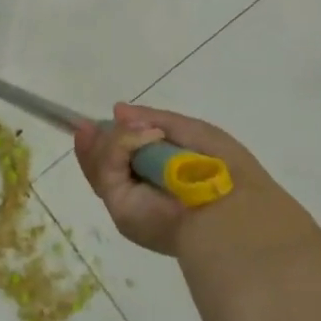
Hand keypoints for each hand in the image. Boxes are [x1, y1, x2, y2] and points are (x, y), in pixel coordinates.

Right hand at [73, 103, 313, 262]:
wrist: (230, 210)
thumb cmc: (220, 170)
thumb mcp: (194, 133)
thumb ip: (156, 119)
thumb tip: (117, 110)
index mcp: (161, 177)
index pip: (125, 155)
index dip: (113, 135)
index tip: (108, 117)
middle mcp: (141, 191)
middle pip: (103, 162)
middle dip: (96, 140)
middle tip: (90, 125)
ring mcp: (129, 201)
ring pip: (99, 165)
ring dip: (110, 141)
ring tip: (135, 130)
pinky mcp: (120, 209)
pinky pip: (107, 170)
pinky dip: (119, 146)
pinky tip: (147, 137)